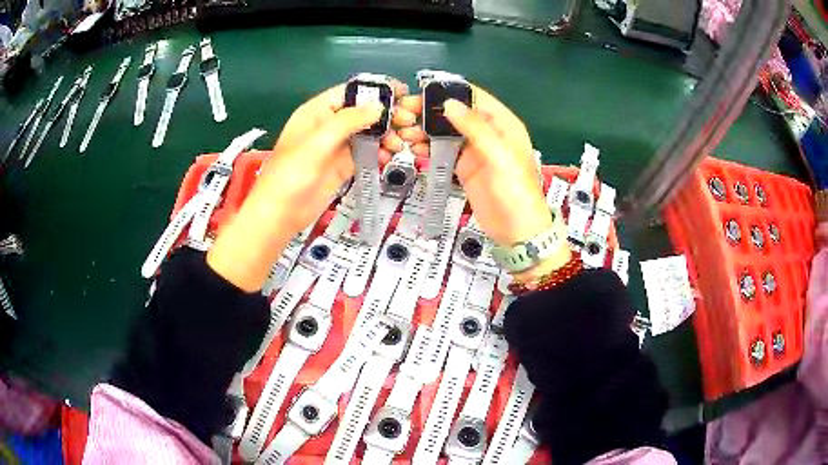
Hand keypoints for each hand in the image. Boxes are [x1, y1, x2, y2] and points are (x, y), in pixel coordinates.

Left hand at [208, 80, 407, 291]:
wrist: (281, 214)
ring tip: (401, 143)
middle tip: (408, 122)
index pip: (350, 92)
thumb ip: (348, 121)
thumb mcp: (317, 142)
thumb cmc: (291, 174)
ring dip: (386, 135)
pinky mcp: (343, 166)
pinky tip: (390, 158)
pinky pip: (366, 154)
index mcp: (317, 112)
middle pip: (362, 112)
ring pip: (367, 133)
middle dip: (386, 115)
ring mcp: (336, 146)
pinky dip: (380, 153)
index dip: (375, 90)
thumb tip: (379, 106)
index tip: (401, 93)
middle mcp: (328, 125)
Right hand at [396, 84, 570, 279]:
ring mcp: (474, 150)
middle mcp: (487, 132)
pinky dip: (428, 147)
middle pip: (455, 113)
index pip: (474, 97)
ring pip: (445, 131)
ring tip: (404, 133)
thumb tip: (449, 103)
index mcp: (502, 123)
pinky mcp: (463, 167)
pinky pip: (442, 151)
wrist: (516, 230)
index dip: (449, 91)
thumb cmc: (515, 191)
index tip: (422, 92)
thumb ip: (476, 128)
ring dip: (425, 129)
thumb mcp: (499, 156)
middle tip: (404, 114)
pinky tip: (414, 148)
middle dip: (430, 111)